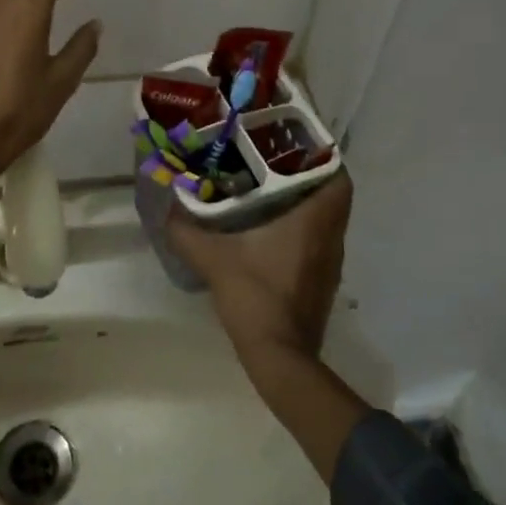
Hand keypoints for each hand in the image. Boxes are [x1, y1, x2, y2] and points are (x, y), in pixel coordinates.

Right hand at [167, 172, 351, 361]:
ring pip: (326, 221)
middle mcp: (331, 238)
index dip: (322, 156)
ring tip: (269, 191)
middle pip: (332, 195)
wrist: (280, 358)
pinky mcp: (321, 283)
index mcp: (314, 222)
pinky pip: (318, 243)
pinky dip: (302, 231)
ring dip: (305, 205)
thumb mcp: (213, 259)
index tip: (295, 145)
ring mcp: (329, 264)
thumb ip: (187, 231)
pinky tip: (270, 231)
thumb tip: (168, 208)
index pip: (337, 177)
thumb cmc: (255, 296)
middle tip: (273, 164)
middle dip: (307, 176)